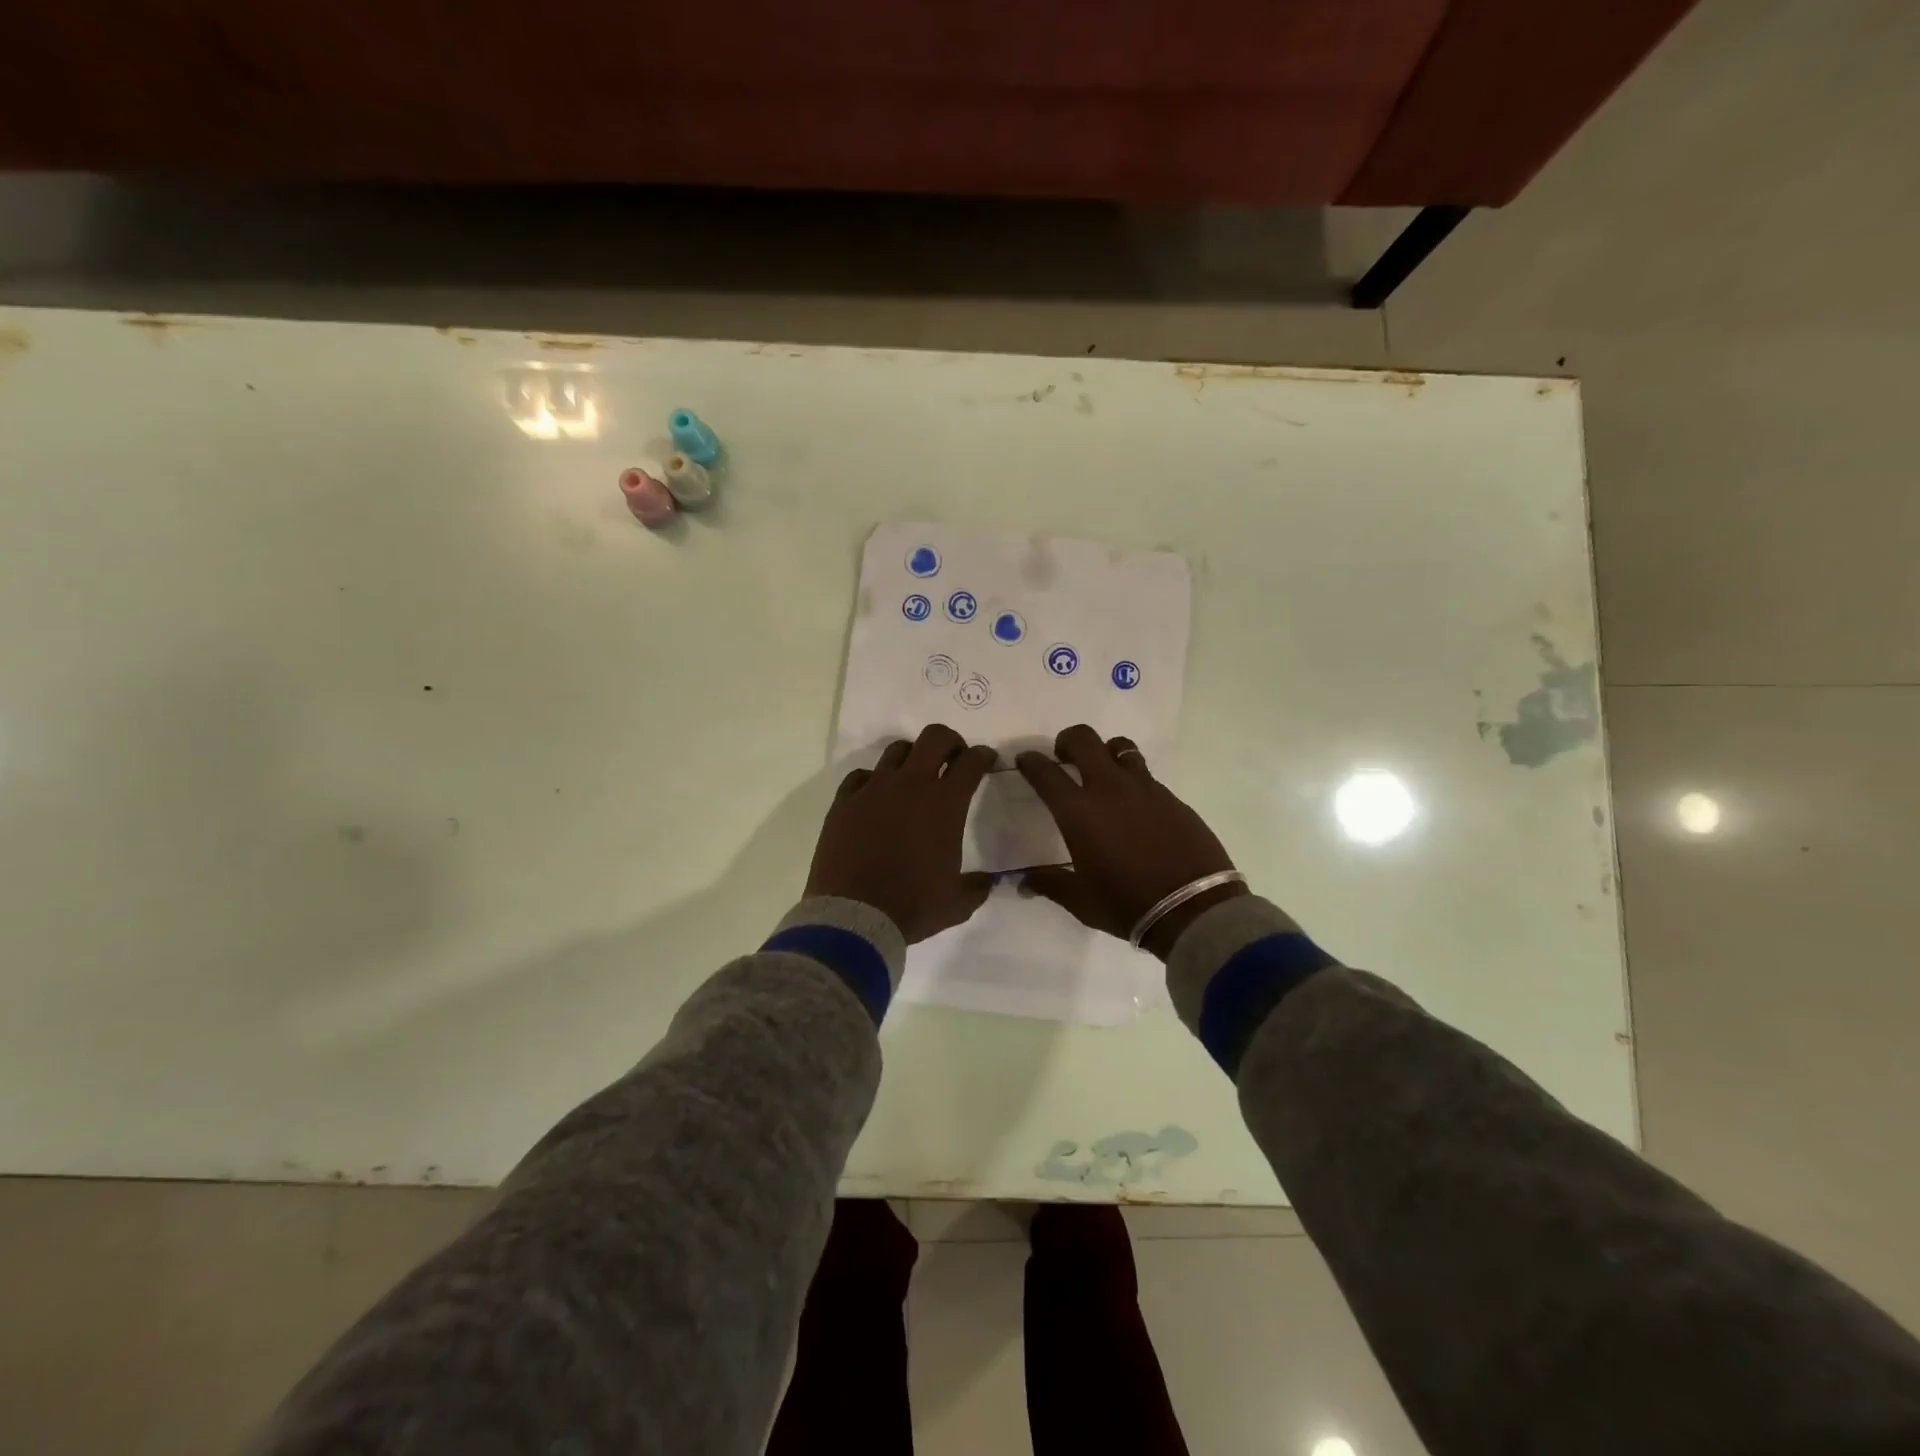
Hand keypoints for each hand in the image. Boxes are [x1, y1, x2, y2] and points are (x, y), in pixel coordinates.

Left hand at [806, 724, 998, 942]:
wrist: (855, 916)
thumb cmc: (913, 906)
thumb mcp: (957, 903)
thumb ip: (978, 886)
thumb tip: (988, 881)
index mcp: (945, 803)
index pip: (971, 762)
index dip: (983, 756)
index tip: (986, 760)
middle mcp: (911, 785)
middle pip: (934, 737)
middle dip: (950, 741)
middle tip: (953, 758)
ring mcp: (873, 789)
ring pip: (896, 750)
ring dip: (912, 757)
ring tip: (914, 775)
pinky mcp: (844, 801)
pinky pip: (861, 776)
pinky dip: (873, 780)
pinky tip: (876, 797)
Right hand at [1016, 725, 1246, 959]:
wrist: (1195, 909)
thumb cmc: (1128, 904)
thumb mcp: (1081, 901)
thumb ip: (1049, 884)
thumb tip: (1023, 884)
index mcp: (1079, 812)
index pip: (1046, 773)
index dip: (1030, 761)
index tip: (1025, 759)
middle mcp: (1110, 789)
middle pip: (1085, 739)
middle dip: (1068, 740)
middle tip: (1064, 757)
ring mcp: (1146, 789)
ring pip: (1121, 747)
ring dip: (1105, 752)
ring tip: (1103, 773)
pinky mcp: (1173, 798)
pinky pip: (1146, 776)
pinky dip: (1133, 781)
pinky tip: (1135, 808)